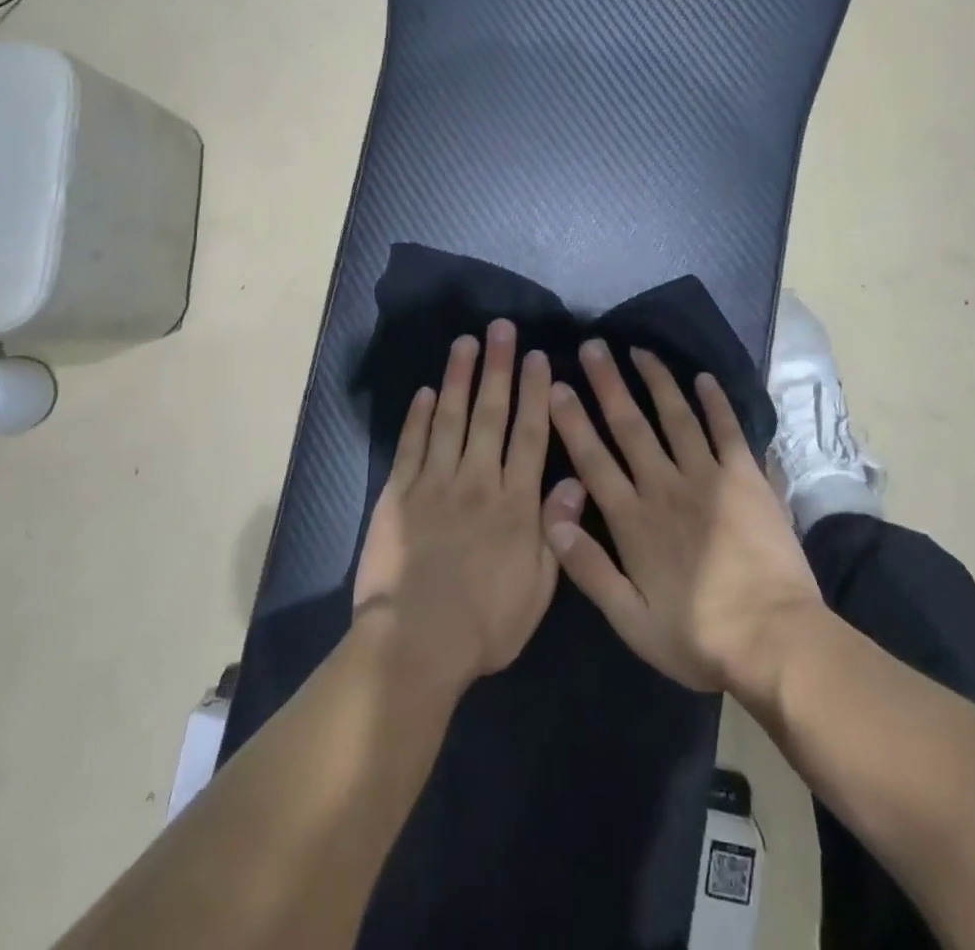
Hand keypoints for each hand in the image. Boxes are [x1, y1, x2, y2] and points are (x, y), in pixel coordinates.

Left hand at [354, 320, 558, 692]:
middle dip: (498, 368)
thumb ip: (556, 530)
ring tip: (465, 343)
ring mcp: (434, 484)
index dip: (535, 393)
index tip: (539, 358)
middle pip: (490, 415)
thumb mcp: (538, 589)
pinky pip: (411, 446)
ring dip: (458, 378)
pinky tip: (425, 392)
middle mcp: (476, 481)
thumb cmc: (486, 624)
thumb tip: (575, 481)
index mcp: (515, 503)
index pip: (529, 435)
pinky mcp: (399, 495)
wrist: (415, 644)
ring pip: (449, 419)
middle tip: (501, 330)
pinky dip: (418, 417)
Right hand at [542, 341, 825, 700]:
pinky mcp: (746, 478)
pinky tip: (704, 378)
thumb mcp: (631, 620)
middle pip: (630, 426)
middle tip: (593, 345)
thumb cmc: (698, 636)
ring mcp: (708, 477)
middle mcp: (665, 486)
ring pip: (675, 417)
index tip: (557, 386)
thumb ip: (588, 569)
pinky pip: (727, 430)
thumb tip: (551, 518)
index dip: (573, 421)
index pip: (593, 459)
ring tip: (640, 350)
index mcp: (633, 520)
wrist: (776, 641)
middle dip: (609, 383)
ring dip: (656, 381)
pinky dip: (716, 403)